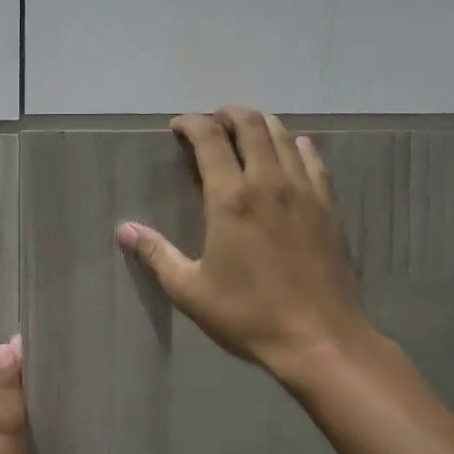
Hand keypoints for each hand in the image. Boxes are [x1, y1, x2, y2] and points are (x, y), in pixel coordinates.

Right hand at [117, 107, 372, 382]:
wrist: (319, 339)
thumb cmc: (247, 314)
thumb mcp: (190, 290)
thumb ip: (157, 254)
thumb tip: (124, 230)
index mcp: (230, 198)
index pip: (209, 139)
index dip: (191, 124)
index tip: (177, 126)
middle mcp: (269, 182)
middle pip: (250, 125)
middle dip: (226, 114)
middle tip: (210, 124)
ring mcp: (304, 191)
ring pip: (283, 135)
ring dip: (260, 124)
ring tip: (244, 132)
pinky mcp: (329, 206)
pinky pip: (313, 160)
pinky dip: (295, 146)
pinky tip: (290, 152)